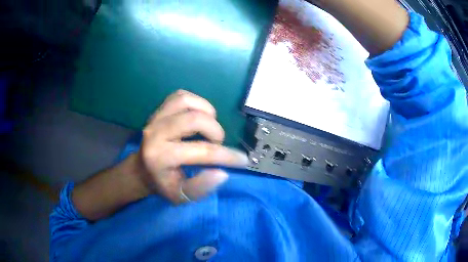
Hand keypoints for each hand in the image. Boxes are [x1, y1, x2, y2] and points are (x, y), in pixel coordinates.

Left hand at [137, 90, 248, 203]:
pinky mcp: (159, 110)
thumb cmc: (163, 184)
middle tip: (217, 143)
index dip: (227, 156)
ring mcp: (156, 118)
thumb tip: (223, 173)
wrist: (142, 170)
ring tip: (209, 127)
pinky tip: (199, 115)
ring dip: (206, 112)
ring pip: (187, 102)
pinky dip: (196, 102)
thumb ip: (201, 187)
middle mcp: (156, 133)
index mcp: (161, 157)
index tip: (243, 160)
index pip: (201, 152)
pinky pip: (181, 96)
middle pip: (194, 119)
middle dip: (215, 130)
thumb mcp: (181, 196)